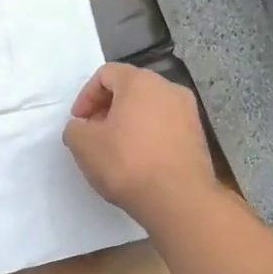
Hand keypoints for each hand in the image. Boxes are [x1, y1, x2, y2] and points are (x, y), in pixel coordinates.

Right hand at [62, 64, 217, 227]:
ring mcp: (188, 112)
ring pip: (149, 108)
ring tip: (115, 149)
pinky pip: (165, 126)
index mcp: (140, 81)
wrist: (178, 199)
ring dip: (128, 122)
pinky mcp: (197, 136)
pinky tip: (138, 160)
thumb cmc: (126, 163)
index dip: (86, 96)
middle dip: (107, 108)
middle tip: (93, 134)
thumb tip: (82, 128)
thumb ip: (75, 128)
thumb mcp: (84, 144)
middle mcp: (169, 88)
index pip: (106, 74)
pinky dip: (148, 135)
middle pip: (130, 88)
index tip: (79, 122)